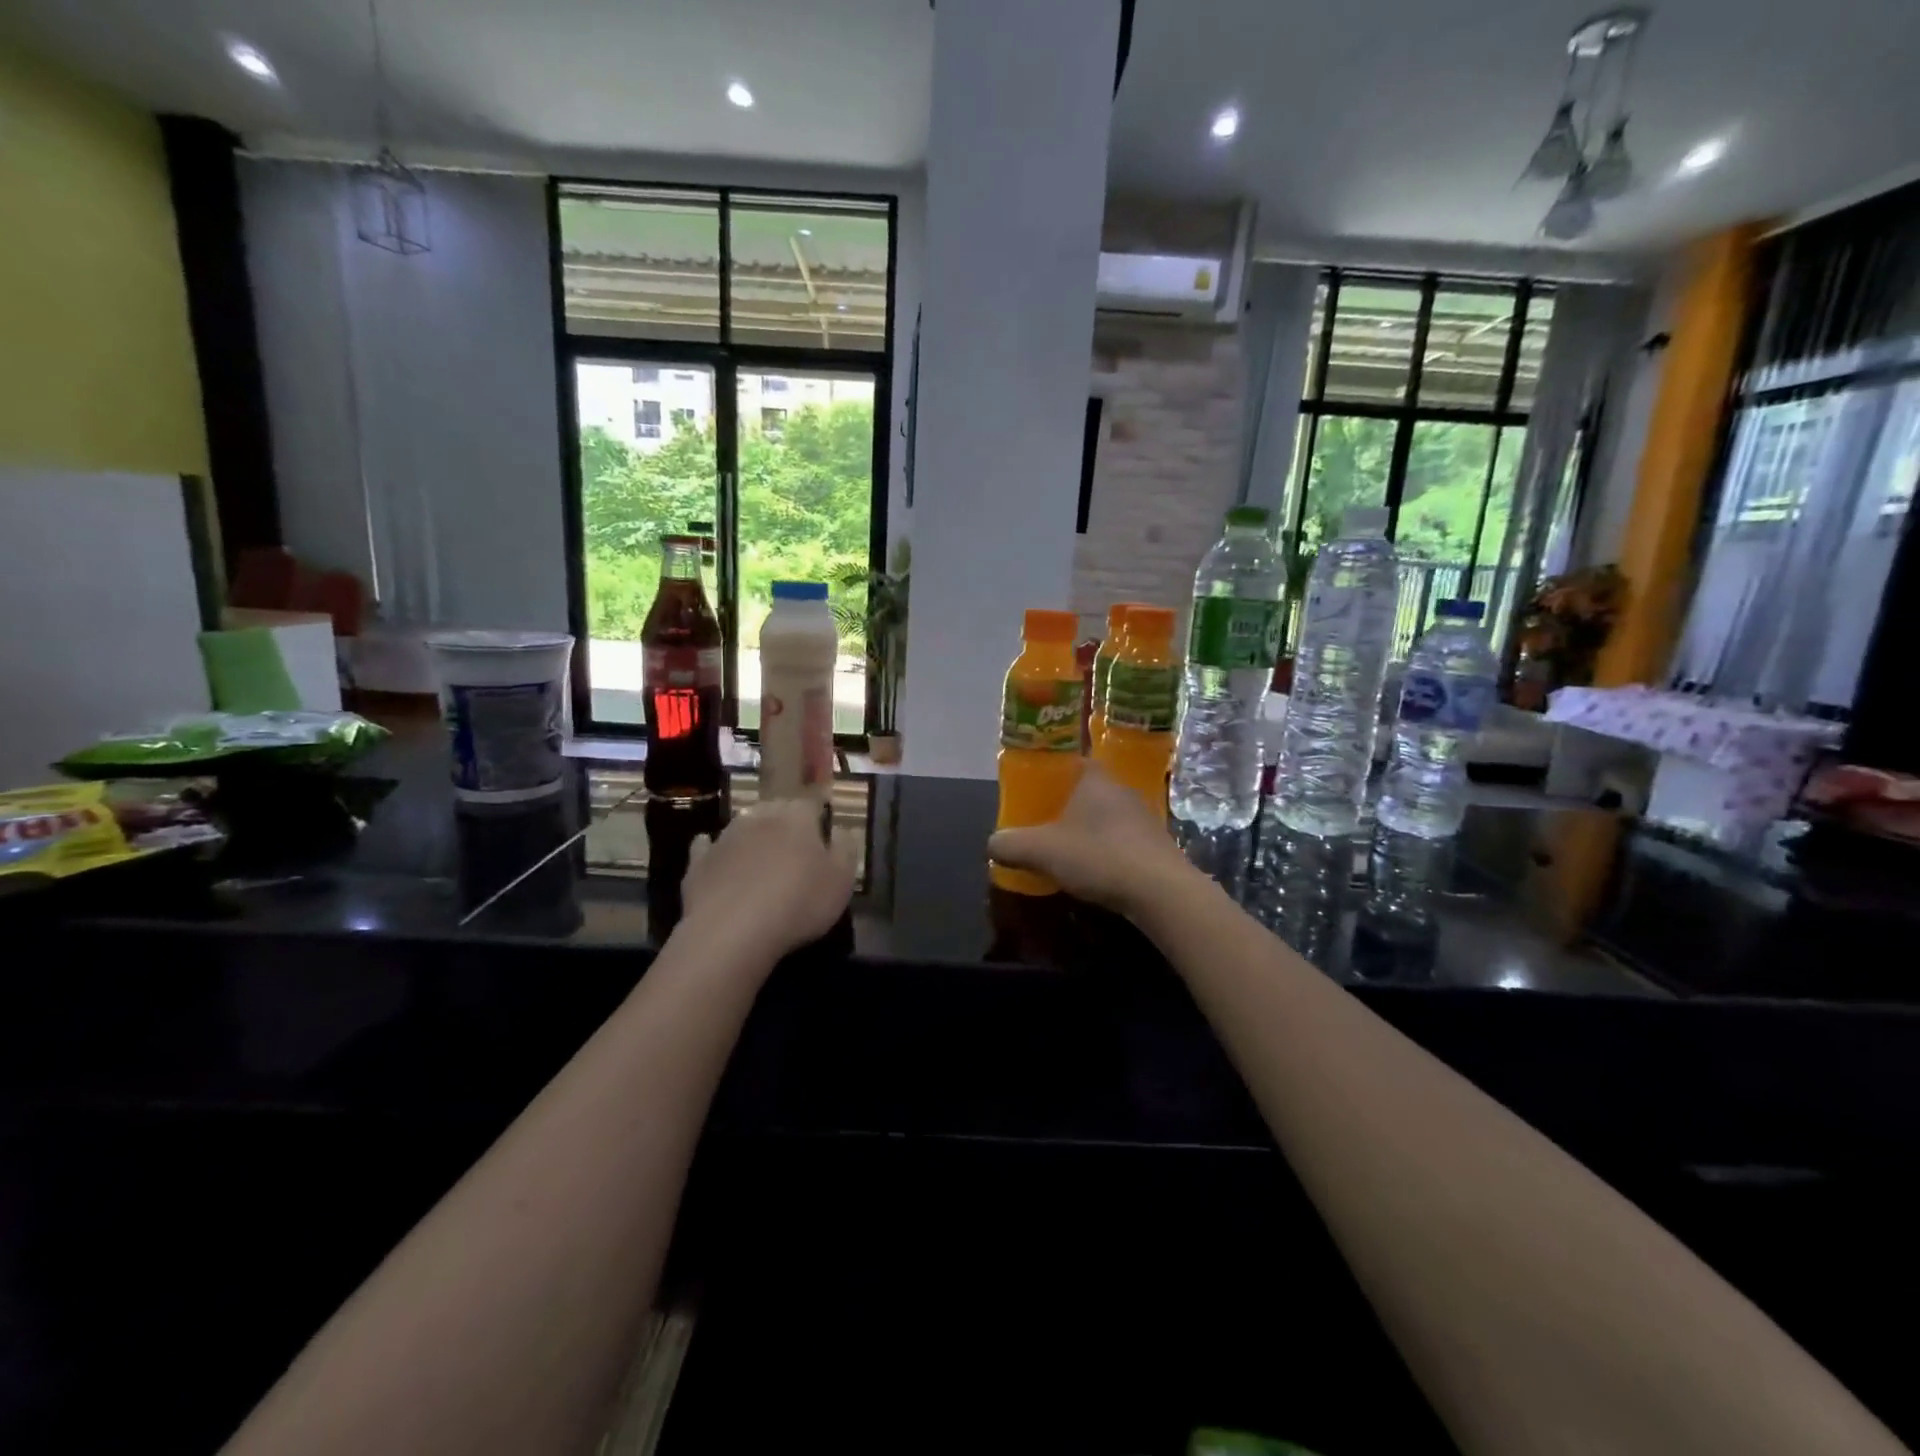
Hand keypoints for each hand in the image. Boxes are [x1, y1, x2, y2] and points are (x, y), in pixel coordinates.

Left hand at [680, 799, 855, 962]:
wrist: (732, 933)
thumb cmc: (799, 902)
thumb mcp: (842, 880)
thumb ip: (846, 848)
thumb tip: (841, 830)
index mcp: (797, 816)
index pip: (811, 803)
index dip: (819, 815)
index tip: (824, 831)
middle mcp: (759, 816)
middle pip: (776, 810)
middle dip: (786, 824)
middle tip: (796, 848)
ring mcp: (725, 837)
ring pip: (743, 826)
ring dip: (753, 837)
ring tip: (762, 861)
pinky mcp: (698, 863)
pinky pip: (707, 848)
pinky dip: (714, 850)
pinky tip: (714, 855)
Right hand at [987, 764, 1197, 916]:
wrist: (1160, 891)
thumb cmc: (1099, 856)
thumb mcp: (1042, 851)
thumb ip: (1011, 845)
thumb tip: (993, 844)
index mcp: (1095, 779)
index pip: (1073, 761)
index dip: (1053, 772)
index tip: (1037, 789)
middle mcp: (1122, 790)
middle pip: (1089, 789)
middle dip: (1068, 804)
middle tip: (1045, 821)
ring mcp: (1144, 817)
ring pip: (1107, 816)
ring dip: (1089, 829)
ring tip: (1067, 848)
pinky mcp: (1157, 845)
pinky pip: (1122, 839)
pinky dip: (1107, 849)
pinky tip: (1096, 869)